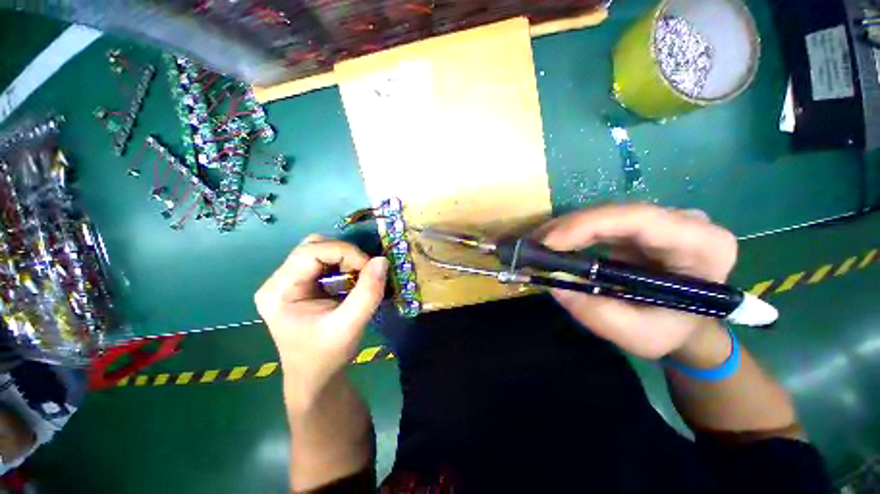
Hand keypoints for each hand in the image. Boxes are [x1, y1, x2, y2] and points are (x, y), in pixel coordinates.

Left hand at [255, 236, 388, 400]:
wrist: (316, 377)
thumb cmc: (327, 355)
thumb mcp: (349, 326)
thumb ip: (367, 293)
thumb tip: (382, 260)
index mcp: (278, 291)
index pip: (310, 252)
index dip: (345, 252)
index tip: (369, 267)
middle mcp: (279, 280)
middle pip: (314, 246)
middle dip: (346, 254)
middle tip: (364, 271)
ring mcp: (290, 281)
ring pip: (321, 250)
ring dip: (346, 258)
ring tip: (360, 276)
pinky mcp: (303, 284)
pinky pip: (326, 261)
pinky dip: (345, 264)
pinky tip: (354, 279)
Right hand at [539, 204, 737, 359]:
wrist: (685, 326)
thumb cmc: (671, 332)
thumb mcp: (638, 335)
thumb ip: (597, 313)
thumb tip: (554, 285)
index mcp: (702, 246)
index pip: (640, 219)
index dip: (588, 225)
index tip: (549, 243)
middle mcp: (684, 222)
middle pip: (615, 213)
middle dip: (568, 228)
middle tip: (533, 246)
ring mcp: (660, 220)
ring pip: (603, 215)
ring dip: (565, 230)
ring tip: (536, 247)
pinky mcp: (640, 226)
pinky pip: (599, 223)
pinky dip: (571, 234)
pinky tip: (552, 245)